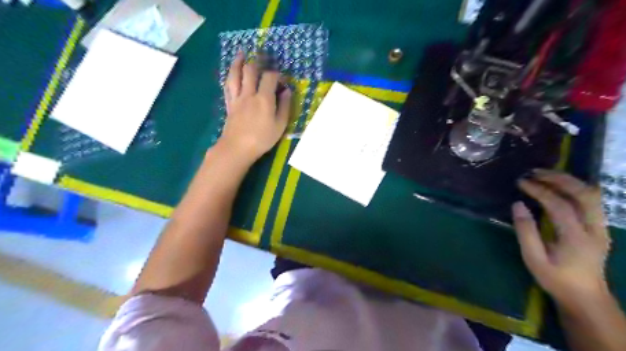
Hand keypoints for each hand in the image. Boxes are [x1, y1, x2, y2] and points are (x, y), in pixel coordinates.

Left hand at [218, 50, 291, 162]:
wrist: (237, 148)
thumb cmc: (262, 139)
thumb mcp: (280, 125)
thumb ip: (284, 106)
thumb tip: (287, 91)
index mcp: (264, 98)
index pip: (270, 77)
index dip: (276, 74)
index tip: (281, 79)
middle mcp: (249, 93)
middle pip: (250, 70)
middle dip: (257, 62)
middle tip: (262, 59)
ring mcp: (237, 98)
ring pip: (235, 74)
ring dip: (238, 62)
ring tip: (241, 54)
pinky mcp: (229, 104)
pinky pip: (228, 86)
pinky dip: (230, 76)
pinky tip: (231, 73)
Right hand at [513, 170, 612, 309]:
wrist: (586, 297)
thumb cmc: (555, 278)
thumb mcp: (534, 258)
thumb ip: (525, 231)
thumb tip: (517, 205)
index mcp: (577, 238)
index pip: (559, 205)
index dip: (539, 191)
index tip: (521, 183)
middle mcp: (595, 229)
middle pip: (584, 194)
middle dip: (559, 179)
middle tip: (535, 172)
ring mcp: (601, 227)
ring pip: (592, 195)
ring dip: (569, 181)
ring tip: (545, 175)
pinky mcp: (600, 227)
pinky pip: (591, 201)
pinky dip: (575, 189)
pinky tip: (559, 186)